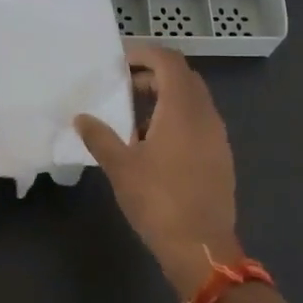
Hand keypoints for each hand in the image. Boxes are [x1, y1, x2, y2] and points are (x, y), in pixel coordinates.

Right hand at [75, 44, 239, 299]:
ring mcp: (218, 136)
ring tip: (135, 118)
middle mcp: (205, 115)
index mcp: (182, 109)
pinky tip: (155, 145)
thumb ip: (100, 137)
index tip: (120, 62)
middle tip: (125, 87)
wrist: (202, 248)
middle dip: (154, 74)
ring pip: (193, 100)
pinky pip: (199, 121)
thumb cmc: (159, 201)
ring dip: (166, 97)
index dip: (145, 54)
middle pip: (184, 77)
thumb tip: (81, 118)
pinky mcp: (221, 156)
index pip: (169, 61)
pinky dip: (178, 118)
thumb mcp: (121, 167)